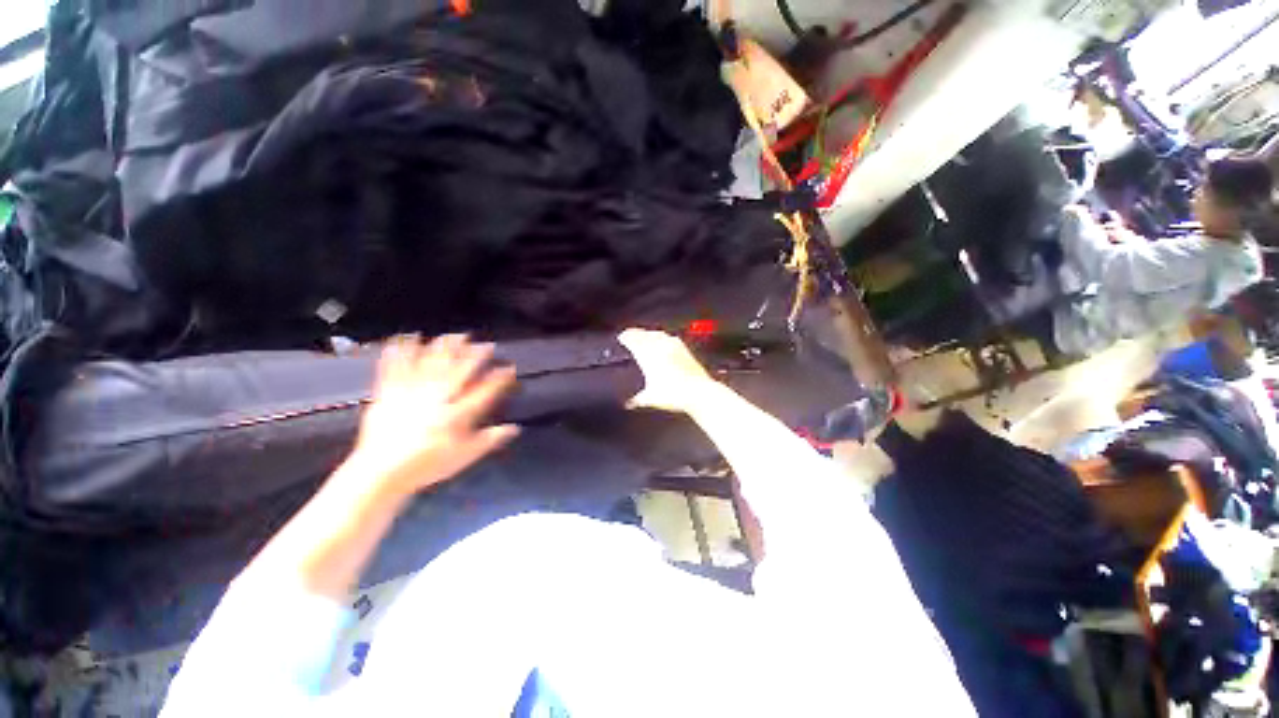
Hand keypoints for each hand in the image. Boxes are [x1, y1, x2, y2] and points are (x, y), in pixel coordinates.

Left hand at [347, 335, 518, 498]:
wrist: (380, 474)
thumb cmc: (426, 465)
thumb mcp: (465, 456)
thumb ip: (490, 440)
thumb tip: (515, 428)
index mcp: (456, 415)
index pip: (484, 391)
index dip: (499, 378)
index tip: (509, 367)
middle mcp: (436, 399)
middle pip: (459, 371)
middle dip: (476, 356)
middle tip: (486, 344)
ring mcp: (411, 394)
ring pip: (431, 364)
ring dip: (444, 347)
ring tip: (454, 336)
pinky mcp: (388, 394)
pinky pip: (394, 368)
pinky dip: (400, 351)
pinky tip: (405, 337)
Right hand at [618, 329, 714, 413]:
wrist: (699, 392)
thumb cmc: (675, 394)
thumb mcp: (651, 398)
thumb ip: (638, 399)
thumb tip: (630, 403)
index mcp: (648, 355)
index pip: (633, 339)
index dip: (625, 337)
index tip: (621, 337)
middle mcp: (660, 346)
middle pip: (644, 334)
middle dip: (636, 334)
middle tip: (630, 335)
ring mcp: (674, 345)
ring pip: (657, 334)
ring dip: (649, 333)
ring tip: (645, 336)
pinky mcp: (685, 349)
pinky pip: (669, 338)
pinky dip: (662, 337)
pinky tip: (664, 341)